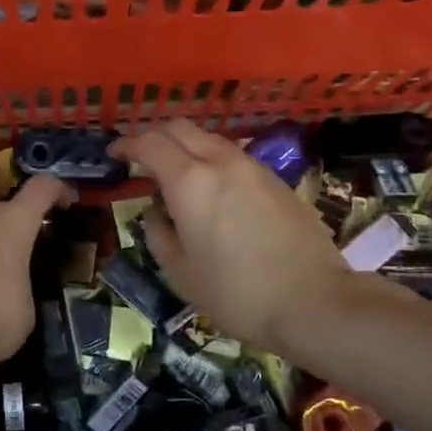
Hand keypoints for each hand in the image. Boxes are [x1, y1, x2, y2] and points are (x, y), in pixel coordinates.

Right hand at [114, 121, 361, 350]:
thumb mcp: (182, 274)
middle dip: (154, 136)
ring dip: (186, 146)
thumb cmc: (238, 294)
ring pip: (209, 138)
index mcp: (189, 182)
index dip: (127, 144)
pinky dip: (212, 160)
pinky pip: (233, 156)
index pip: (149, 144)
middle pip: (179, 127)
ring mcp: (253, 167)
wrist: (317, 303)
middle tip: (141, 158)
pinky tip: (214, 190)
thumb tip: (156, 212)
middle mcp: (220, 162)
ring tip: (177, 174)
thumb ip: (159, 235)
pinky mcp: (276, 180)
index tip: (115, 154)